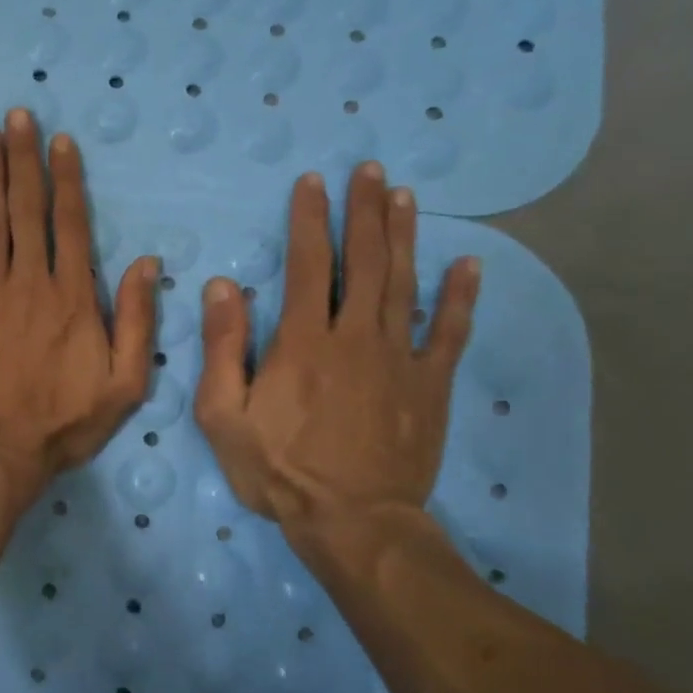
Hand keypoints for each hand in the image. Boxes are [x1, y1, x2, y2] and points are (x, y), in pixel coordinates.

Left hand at [0, 109, 158, 507]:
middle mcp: (30, 280)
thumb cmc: (63, 423)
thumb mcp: (125, 385)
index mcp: (74, 297)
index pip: (71, 223)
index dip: (67, 179)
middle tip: (18, 115)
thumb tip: (146, 264)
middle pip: (28, 208)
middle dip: (24, 158)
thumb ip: (138, 322)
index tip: (61, 141)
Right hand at [193, 163, 480, 559]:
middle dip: (364, 212)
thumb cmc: (278, 469)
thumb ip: (223, 348)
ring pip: (404, 284)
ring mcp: (399, 359)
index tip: (313, 182)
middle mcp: (354, 336)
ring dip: (403, 237)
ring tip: (405, 197)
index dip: (308, 219)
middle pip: (362, 262)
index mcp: (302, 342)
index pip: (306, 265)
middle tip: (370, 171)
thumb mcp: (223, 414)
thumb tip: (223, 286)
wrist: (352, 521)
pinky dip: (461, 297)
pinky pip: (449, 333)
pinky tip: (469, 264)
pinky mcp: (430, 386)